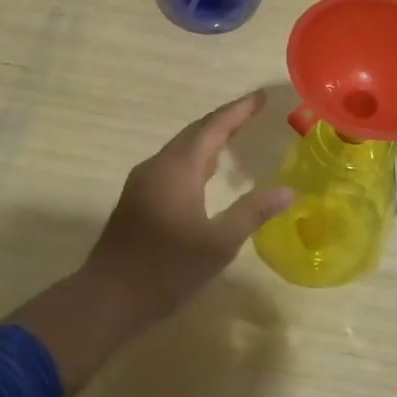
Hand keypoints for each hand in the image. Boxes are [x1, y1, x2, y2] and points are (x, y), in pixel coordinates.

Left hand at [82, 90, 292, 326]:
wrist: (107, 299)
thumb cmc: (167, 269)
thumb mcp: (219, 243)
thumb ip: (253, 212)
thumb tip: (288, 190)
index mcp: (178, 168)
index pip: (214, 127)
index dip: (239, 110)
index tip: (261, 96)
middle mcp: (158, 166)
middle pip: (195, 132)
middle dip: (225, 120)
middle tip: (253, 112)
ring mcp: (143, 182)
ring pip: (181, 149)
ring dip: (208, 139)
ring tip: (236, 136)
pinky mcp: (137, 199)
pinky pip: (172, 165)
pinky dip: (195, 158)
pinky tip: (206, 173)